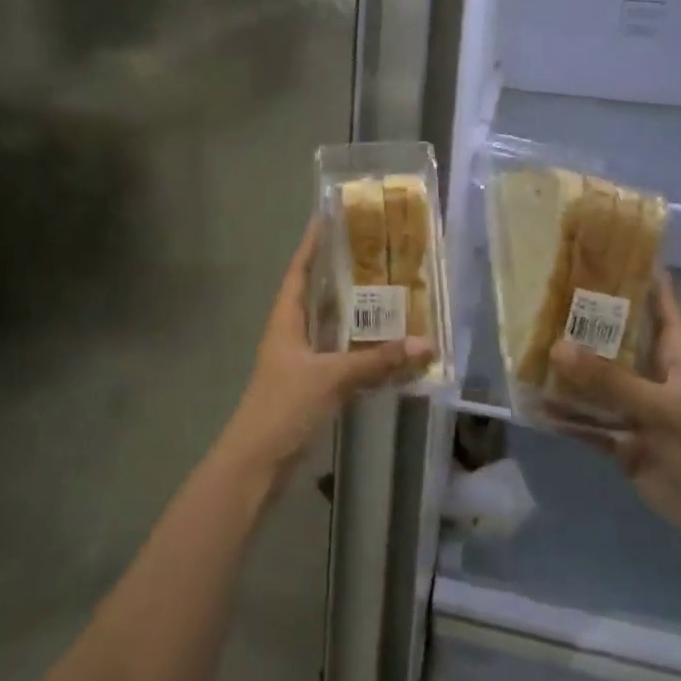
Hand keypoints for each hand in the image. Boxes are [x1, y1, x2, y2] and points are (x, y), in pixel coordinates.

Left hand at [219, 218, 432, 481]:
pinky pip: (339, 357)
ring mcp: (299, 361)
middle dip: (340, 274)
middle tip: (374, 252)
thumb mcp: (331, 378)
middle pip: (316, 294)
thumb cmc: (284, 407)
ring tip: (387, 292)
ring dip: (354, 313)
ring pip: (330, 327)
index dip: (312, 244)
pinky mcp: (310, 387)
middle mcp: (291, 334)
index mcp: (286, 320)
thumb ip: (376, 362)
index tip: (328, 216)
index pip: (299, 270)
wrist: (256, 464)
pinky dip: (360, 350)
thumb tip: (425, 344)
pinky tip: (385, 349)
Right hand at [547, 269, 680, 555]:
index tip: (610, 247)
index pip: (660, 304)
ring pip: (598, 382)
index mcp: (676, 356)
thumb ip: (608, 380)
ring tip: (529, 344)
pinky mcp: (625, 443)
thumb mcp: (661, 409)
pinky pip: (589, 424)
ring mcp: (638, 410)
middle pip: (618, 339)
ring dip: (569, 369)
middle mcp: (655, 376)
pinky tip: (536, 403)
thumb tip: (555, 345)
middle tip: (547, 292)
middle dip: (587, 320)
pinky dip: (566, 416)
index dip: (642, 276)